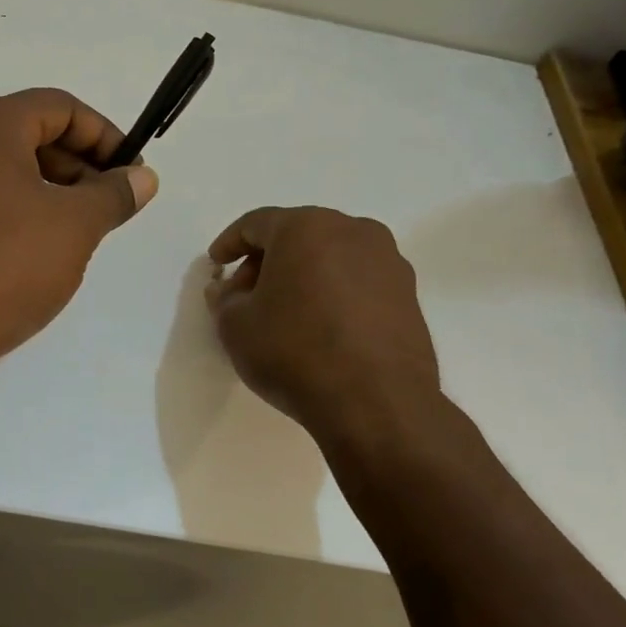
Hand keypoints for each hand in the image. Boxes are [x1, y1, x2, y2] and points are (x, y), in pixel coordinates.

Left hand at [0, 89, 158, 375]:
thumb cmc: (4, 270)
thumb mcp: (74, 228)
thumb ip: (114, 194)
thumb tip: (142, 178)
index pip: (59, 107)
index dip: (104, 135)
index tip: (129, 173)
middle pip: (25, 132)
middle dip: (74, 164)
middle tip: (104, 205)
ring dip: (41, 186)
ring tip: (70, 229)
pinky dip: (5, 204)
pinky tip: (24, 246)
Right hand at [205, 206, 440, 440]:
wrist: (376, 403)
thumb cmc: (294, 351)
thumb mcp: (236, 326)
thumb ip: (224, 299)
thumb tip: (227, 290)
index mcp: (306, 227)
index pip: (256, 223)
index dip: (230, 243)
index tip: (216, 265)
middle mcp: (353, 231)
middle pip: (297, 235)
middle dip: (266, 261)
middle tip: (245, 294)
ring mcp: (388, 262)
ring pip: (331, 256)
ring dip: (302, 276)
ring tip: (284, 313)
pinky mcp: (409, 295)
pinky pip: (358, 281)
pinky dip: (333, 293)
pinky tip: (320, 327)